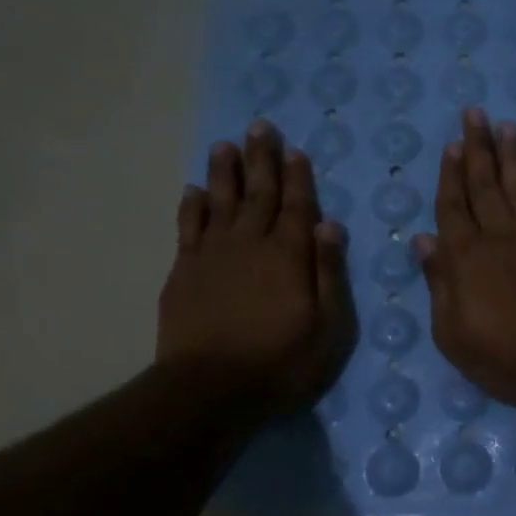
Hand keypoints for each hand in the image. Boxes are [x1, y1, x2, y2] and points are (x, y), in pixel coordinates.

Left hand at [156, 120, 356, 416]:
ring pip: (220, 202)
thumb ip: (329, 273)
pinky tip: (194, 189)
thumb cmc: (282, 362)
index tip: (295, 149)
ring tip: (226, 145)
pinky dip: (192, 205)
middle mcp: (250, 244)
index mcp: (289, 256)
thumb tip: (331, 225)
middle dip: (262, 160)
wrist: (210, 389)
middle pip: (259, 193)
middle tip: (261, 126)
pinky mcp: (184, 271)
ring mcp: (213, 255)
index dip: (298, 178)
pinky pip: (189, 227)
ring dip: (225, 172)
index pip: (298, 207)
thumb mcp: (328, 327)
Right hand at [415, 109, 515, 414]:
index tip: (452, 145)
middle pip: (485, 184)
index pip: (453, 205)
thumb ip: (439, 282)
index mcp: (465, 257)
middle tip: (476, 114)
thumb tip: (422, 240)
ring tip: (506, 126)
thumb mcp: (452, 333)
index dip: (450, 174)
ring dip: (512, 155)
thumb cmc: (501, 357)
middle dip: (479, 147)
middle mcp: (499, 236)